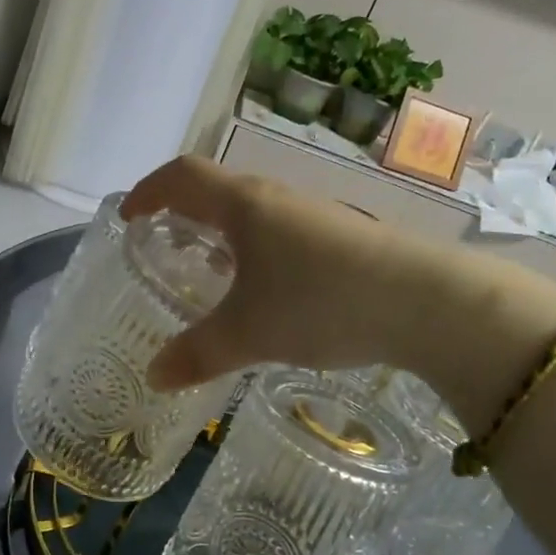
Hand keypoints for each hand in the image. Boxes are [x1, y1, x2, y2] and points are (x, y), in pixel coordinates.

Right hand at [120, 156, 555, 428]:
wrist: (427, 302)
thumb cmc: (320, 302)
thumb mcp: (249, 334)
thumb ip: (197, 354)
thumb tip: (154, 377)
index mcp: (244, 205)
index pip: (182, 177)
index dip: (148, 191)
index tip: (128, 217)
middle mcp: (278, 199)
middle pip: (218, 190)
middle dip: (184, 213)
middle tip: (164, 246)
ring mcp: (316, 215)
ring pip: (254, 213)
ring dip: (224, 234)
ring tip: (210, 272)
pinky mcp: (344, 238)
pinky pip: (282, 234)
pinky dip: (256, 252)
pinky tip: (266, 291)